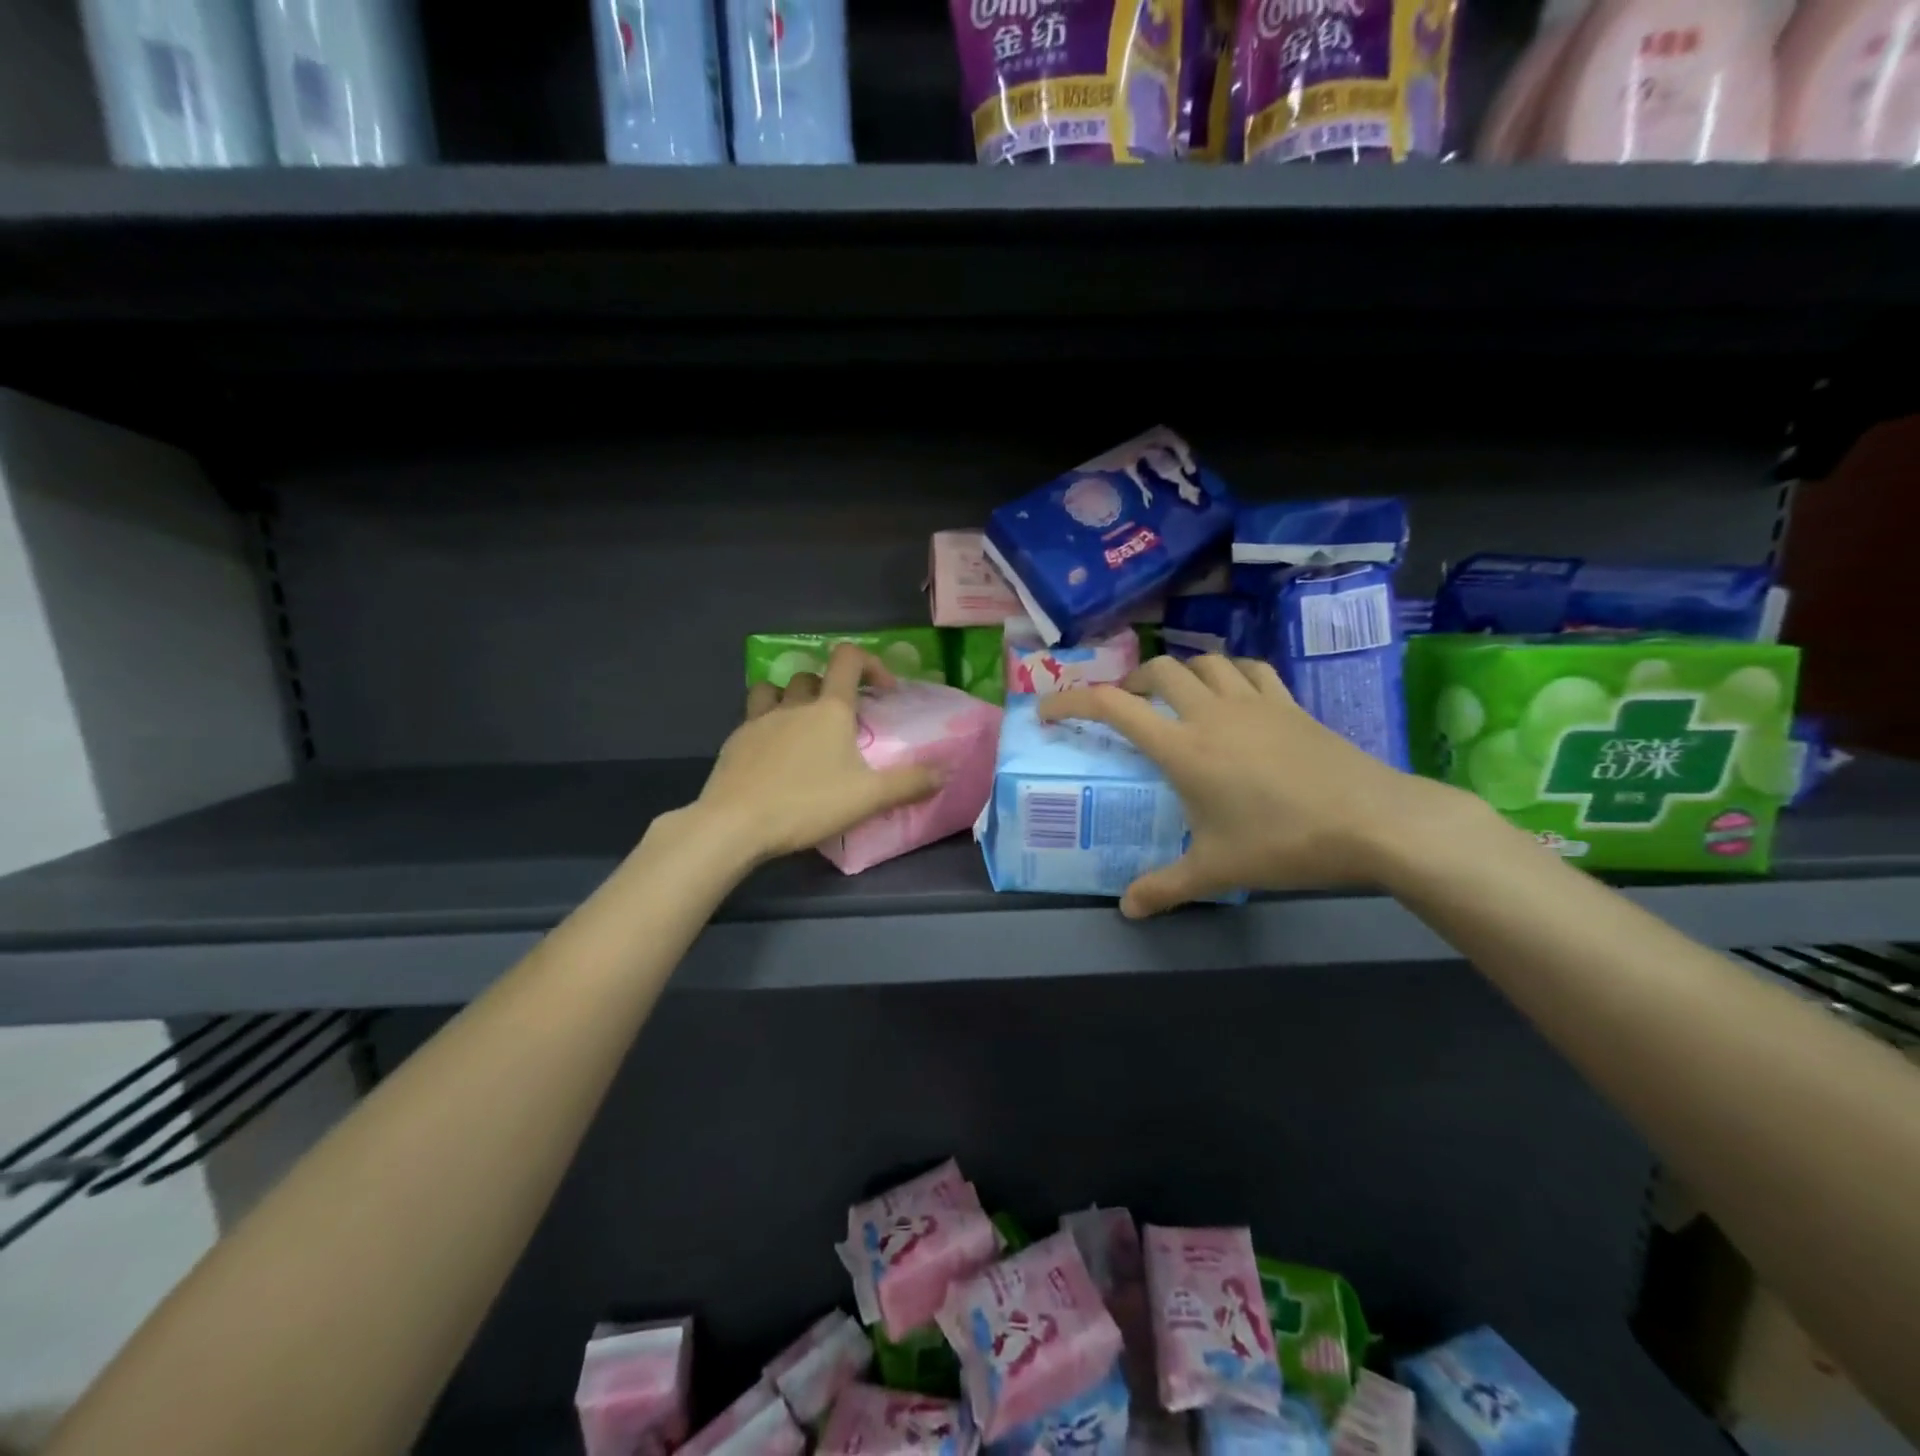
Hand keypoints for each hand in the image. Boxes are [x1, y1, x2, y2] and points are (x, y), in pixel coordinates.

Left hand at [691, 644, 944, 864]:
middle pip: (812, 676)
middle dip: (832, 689)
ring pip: (775, 690)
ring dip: (792, 698)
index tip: (885, 691)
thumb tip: (946, 771)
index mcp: (829, 710)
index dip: (871, 664)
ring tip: (801, 727)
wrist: (734, 824)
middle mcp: (793, 705)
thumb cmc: (807, 804)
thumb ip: (910, 783)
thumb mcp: (869, 798)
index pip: (848, 659)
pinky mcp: (734, 742)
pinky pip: (753, 719)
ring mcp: (758, 721)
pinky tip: (773, 758)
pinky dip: (768, 726)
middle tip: (844, 722)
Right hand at [1038, 654, 1473, 915]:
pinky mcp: (1289, 703)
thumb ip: (1165, 887)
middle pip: (1157, 672)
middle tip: (1125, 708)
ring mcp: (1253, 702)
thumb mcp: (1217, 870)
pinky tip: (1231, 692)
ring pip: (1204, 662)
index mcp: (1182, 747)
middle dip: (1130, 683)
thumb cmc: (1284, 842)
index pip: (1111, 707)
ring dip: (1179, 672)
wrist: (1373, 821)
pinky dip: (1229, 672)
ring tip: (1174, 697)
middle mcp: (1210, 713)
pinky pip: (1250, 670)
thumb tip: (1128, 910)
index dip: (1071, 702)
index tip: (1049, 712)